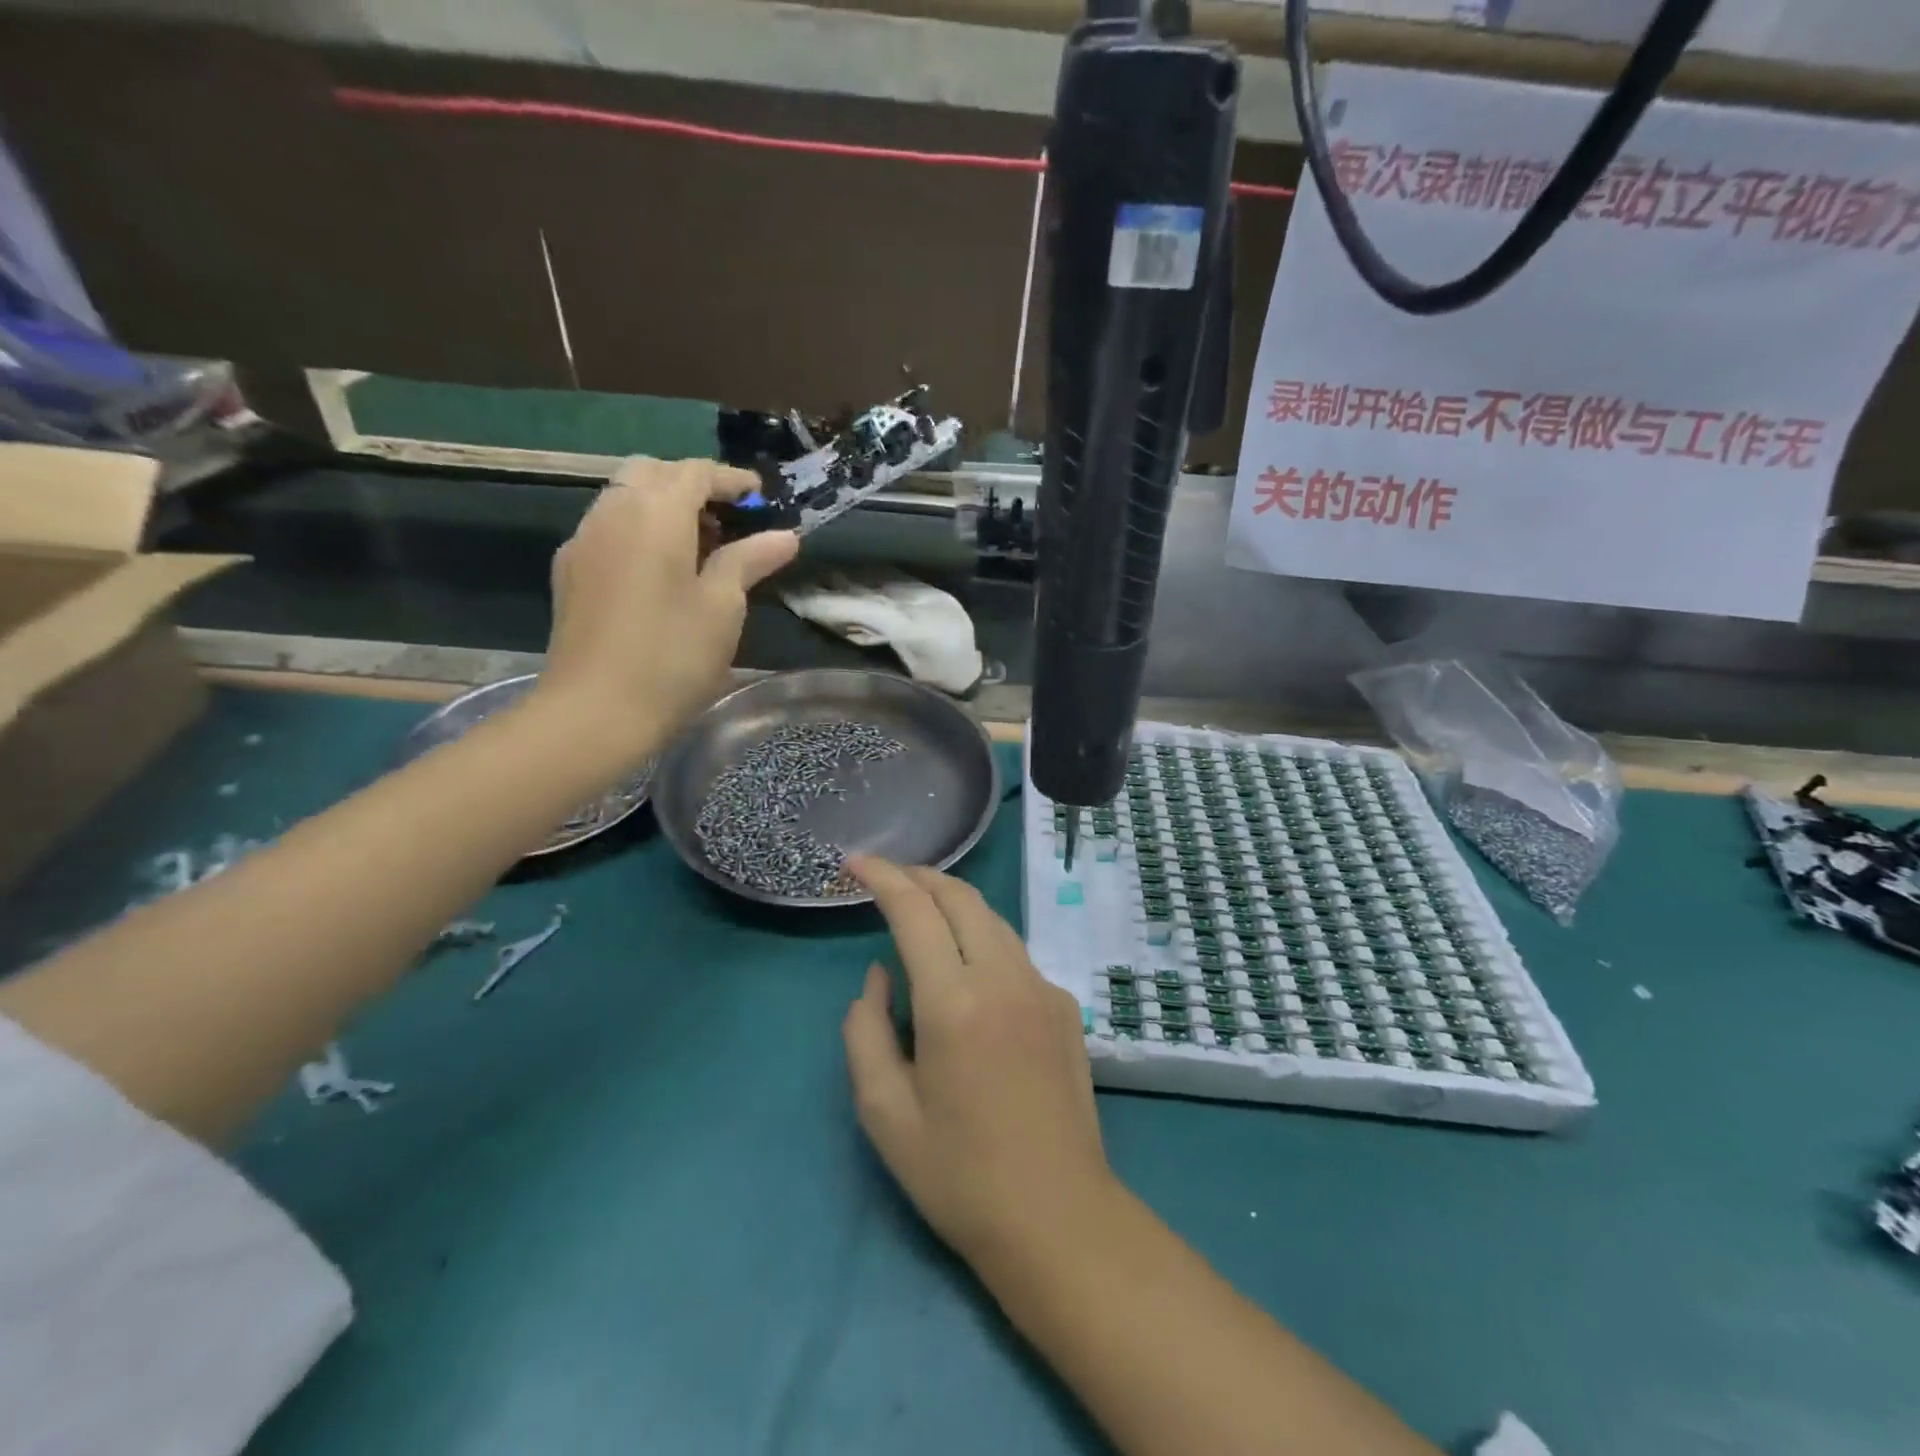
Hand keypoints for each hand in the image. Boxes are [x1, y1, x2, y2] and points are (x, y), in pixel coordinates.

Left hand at [537, 459, 797, 759]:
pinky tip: (661, 572)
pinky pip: (609, 527)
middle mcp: (611, 512)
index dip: (732, 480)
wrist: (593, 712)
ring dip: (663, 506)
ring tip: (700, 548)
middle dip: (692, 485)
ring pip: (625, 497)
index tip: (761, 498)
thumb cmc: (671, 657)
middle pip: (652, 473)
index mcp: (654, 514)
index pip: (694, 472)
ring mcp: (583, 541)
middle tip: (729, 521)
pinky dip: (640, 529)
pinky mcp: (569, 571)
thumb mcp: (722, 607)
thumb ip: (750, 560)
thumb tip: (785, 535)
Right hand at [842, 857, 1118, 1272]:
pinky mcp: (1065, 1006)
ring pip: (993, 918)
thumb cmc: (959, 1175)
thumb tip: (878, 976)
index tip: (856, 862)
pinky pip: (1015, 952)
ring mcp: (1042, 988)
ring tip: (922, 909)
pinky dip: (983, 938)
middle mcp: (1004, 978)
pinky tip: (968, 966)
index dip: (882, 877)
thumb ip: (866, 1030)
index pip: (915, 911)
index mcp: (954, 1002)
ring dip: (953, 902)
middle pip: (961, 897)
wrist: (1058, 1217)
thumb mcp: (883, 1113)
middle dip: (920, 877)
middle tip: (887, 877)